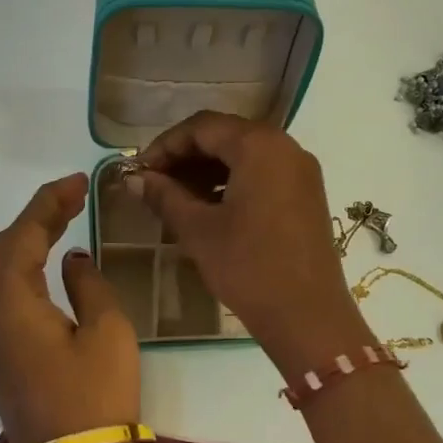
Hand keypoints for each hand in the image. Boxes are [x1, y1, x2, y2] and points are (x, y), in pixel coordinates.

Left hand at [0, 173, 141, 442]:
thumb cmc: (94, 398)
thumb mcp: (106, 332)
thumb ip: (88, 284)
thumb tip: (71, 261)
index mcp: (10, 304)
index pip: (21, 236)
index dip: (48, 203)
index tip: (78, 182)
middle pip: (4, 250)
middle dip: (37, 218)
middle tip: (74, 197)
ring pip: (2, 273)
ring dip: (30, 242)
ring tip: (67, 219)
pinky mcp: (0, 355)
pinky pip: (7, 296)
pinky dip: (27, 269)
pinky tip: (52, 263)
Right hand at [131, 112, 370, 373]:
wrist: (308, 316)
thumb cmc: (248, 267)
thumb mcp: (198, 230)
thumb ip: (164, 196)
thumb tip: (133, 179)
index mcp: (259, 146)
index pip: (202, 126)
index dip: (165, 145)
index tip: (139, 170)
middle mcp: (285, 147)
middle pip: (226, 135)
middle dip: (186, 156)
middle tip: (154, 183)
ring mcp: (301, 171)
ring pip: (245, 154)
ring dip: (207, 169)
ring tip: (176, 197)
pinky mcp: (307, 194)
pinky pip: (263, 173)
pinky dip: (232, 181)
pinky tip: (209, 208)